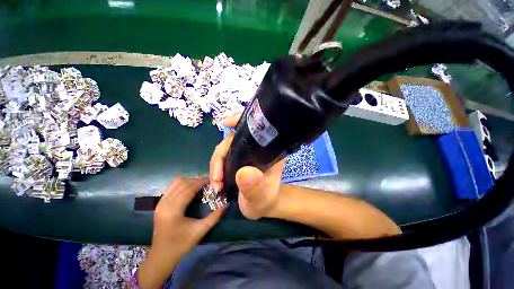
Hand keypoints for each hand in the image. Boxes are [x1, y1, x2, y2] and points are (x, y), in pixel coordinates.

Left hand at [138, 177, 225, 288]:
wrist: (161, 256)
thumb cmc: (181, 244)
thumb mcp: (200, 231)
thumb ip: (214, 217)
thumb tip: (226, 204)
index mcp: (174, 210)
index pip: (188, 188)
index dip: (200, 182)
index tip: (211, 180)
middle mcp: (165, 203)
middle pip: (182, 183)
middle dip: (196, 180)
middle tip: (207, 183)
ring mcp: (160, 203)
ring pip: (175, 183)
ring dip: (189, 181)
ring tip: (200, 185)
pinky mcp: (159, 204)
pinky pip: (172, 187)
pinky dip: (182, 185)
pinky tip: (190, 189)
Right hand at [210, 113, 285, 219]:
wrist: (262, 206)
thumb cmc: (265, 199)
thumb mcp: (260, 196)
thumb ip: (254, 187)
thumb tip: (244, 172)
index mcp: (267, 149)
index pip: (254, 128)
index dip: (240, 120)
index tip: (226, 123)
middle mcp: (255, 147)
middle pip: (232, 140)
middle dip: (219, 157)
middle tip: (216, 180)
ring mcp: (244, 153)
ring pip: (225, 149)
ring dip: (216, 165)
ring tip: (216, 185)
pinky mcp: (237, 159)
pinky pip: (222, 157)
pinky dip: (216, 168)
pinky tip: (216, 181)